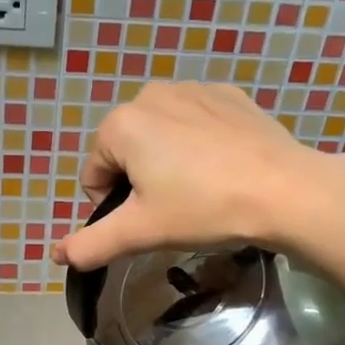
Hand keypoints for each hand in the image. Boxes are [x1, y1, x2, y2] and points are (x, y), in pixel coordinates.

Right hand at [53, 80, 336, 270]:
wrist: (285, 190)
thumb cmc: (203, 209)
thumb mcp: (141, 231)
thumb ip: (93, 243)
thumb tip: (58, 255)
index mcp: (121, 124)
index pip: (95, 174)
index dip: (113, 206)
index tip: (149, 221)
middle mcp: (151, 94)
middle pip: (126, 151)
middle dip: (141, 180)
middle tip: (176, 208)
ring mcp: (193, 88)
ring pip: (161, 136)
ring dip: (169, 162)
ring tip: (202, 190)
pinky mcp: (229, 94)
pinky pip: (196, 123)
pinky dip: (200, 145)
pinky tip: (224, 167)